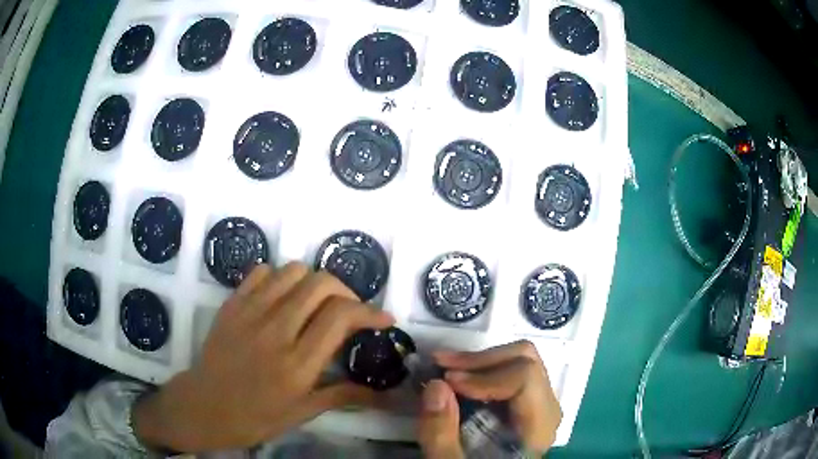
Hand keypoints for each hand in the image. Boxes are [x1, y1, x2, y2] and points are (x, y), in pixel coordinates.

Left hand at [132, 262, 394, 451]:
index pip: (340, 316)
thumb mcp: (302, 412)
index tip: (384, 318)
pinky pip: (261, 272)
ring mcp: (250, 313)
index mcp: (297, 364)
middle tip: (349, 311)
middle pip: (320, 284)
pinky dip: (280, 278)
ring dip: (314, 282)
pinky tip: (282, 299)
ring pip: (293, 271)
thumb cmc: (255, 417)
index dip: (369, 311)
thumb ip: (343, 395)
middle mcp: (276, 331)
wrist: (204, 407)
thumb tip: (384, 394)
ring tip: (316, 303)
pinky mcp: (232, 304)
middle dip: (346, 291)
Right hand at [418, 341, 561, 458]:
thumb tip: (436, 385)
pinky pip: (510, 371)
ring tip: (443, 369)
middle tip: (440, 366)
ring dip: (477, 362)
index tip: (447, 381)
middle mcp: (545, 408)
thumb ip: (441, 433)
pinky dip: (480, 370)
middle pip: (525, 360)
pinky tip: (455, 380)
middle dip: (479, 360)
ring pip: (518, 360)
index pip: (525, 378)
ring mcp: (537, 402)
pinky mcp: (524, 403)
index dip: (484, 374)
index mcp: (537, 426)